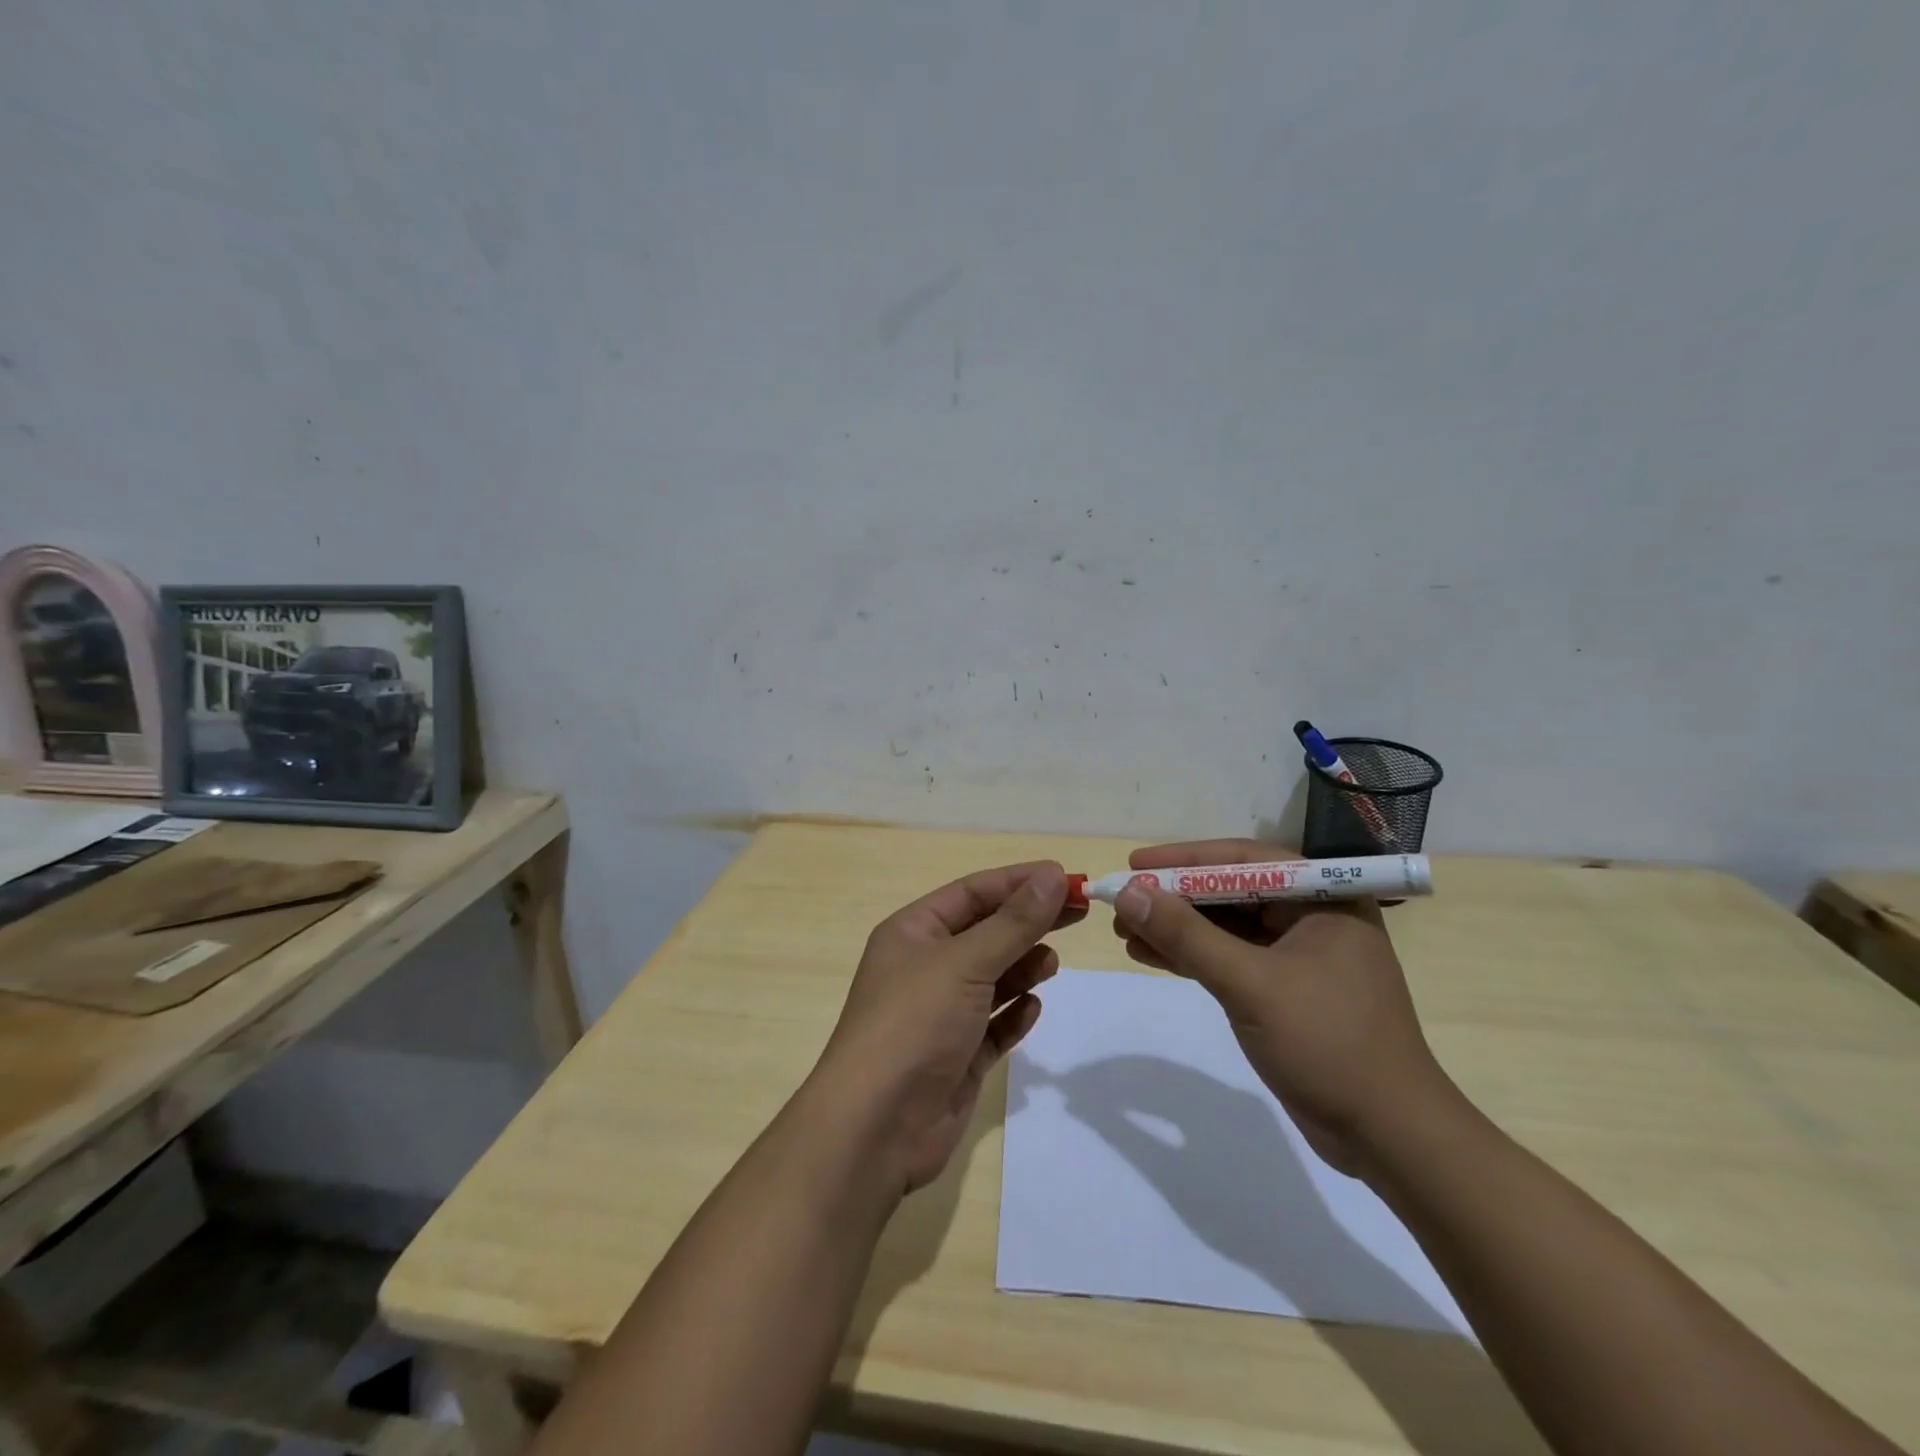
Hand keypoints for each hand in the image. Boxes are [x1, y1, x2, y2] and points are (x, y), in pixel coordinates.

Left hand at [813, 862, 1078, 1192]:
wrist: (876, 1128)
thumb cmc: (915, 1024)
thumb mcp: (965, 962)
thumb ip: (1013, 923)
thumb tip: (1052, 876)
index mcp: (913, 933)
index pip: (972, 893)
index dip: (1018, 882)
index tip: (1065, 877)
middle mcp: (924, 968)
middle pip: (986, 932)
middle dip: (1028, 922)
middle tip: (1078, 912)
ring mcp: (940, 1015)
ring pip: (991, 979)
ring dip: (1022, 967)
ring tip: (1052, 963)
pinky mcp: (956, 1057)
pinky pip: (992, 1026)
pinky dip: (1013, 1015)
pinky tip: (1032, 1009)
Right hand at [1110, 839, 1456, 1179]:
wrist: (1390, 1138)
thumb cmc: (1329, 1044)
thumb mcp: (1250, 984)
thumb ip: (1187, 936)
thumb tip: (1127, 894)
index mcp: (1323, 898)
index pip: (1243, 860)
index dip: (1184, 859)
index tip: (1134, 865)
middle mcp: (1313, 916)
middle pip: (1230, 892)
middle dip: (1174, 899)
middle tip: (1123, 902)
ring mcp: (1300, 956)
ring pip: (1226, 927)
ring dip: (1177, 929)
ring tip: (1124, 931)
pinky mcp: (1286, 990)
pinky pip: (1230, 959)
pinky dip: (1192, 957)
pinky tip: (1150, 956)